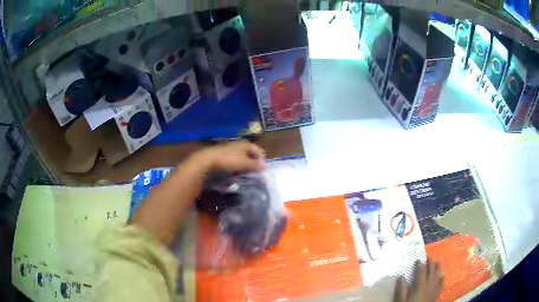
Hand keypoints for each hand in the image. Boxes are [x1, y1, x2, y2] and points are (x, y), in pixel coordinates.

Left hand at [192, 142, 265, 173]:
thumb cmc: (228, 160)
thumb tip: (266, 166)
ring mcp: (230, 149)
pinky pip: (234, 159)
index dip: (262, 159)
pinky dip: (237, 165)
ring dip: (245, 165)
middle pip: (250, 153)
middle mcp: (239, 144)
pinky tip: (235, 172)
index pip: (259, 150)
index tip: (262, 170)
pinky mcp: (223, 154)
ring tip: (246, 173)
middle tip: (255, 172)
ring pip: (242, 157)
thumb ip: (255, 165)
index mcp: (246, 144)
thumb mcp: (244, 163)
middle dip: (254, 162)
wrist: (208, 160)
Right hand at [393, 260, 443, 301]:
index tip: (418, 259)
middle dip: (430, 263)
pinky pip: (442, 284)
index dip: (420, 264)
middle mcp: (430, 284)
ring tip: (437, 262)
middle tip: (428, 257)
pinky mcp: (437, 294)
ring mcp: (435, 289)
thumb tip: (401, 276)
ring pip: (438, 275)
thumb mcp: (401, 300)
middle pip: (431, 270)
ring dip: (438, 268)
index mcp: (420, 285)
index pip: (421, 271)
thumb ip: (401, 289)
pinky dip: (442, 278)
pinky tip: (442, 276)